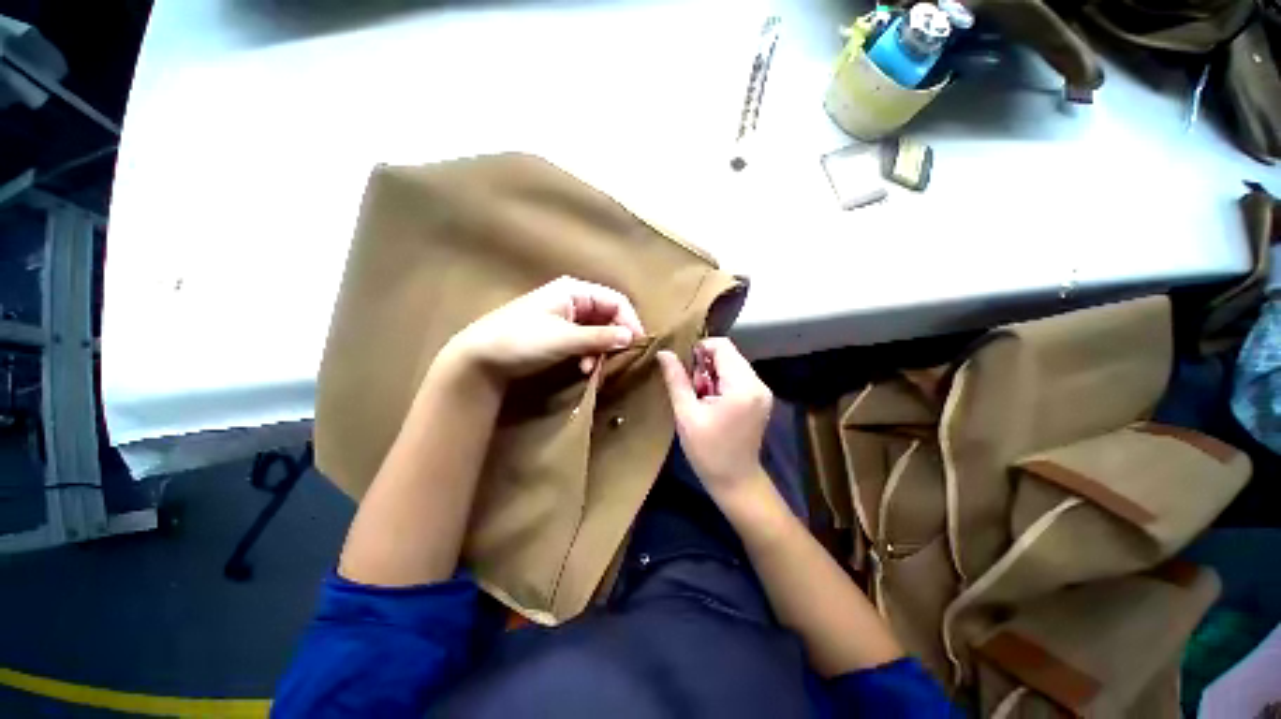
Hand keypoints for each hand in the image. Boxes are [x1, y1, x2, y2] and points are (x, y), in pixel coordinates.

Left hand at [444, 276, 645, 382]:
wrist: (481, 358)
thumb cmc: (522, 340)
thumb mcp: (564, 339)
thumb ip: (599, 338)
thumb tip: (631, 338)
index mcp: (575, 291)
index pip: (616, 301)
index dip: (630, 322)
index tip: (637, 346)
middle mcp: (574, 300)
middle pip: (609, 316)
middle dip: (615, 340)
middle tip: (617, 361)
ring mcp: (567, 318)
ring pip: (599, 332)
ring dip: (601, 351)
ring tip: (593, 369)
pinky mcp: (561, 334)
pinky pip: (586, 342)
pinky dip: (589, 355)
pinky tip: (584, 369)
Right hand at [658, 338, 772, 498]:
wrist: (735, 481)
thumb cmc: (708, 451)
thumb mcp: (686, 414)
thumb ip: (676, 379)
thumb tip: (664, 353)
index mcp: (742, 386)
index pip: (722, 346)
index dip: (700, 349)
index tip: (686, 369)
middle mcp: (758, 383)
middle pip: (729, 354)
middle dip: (706, 365)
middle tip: (693, 388)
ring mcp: (762, 391)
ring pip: (733, 365)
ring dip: (713, 374)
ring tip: (702, 397)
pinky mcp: (761, 399)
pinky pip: (739, 377)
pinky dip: (723, 383)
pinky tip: (713, 402)